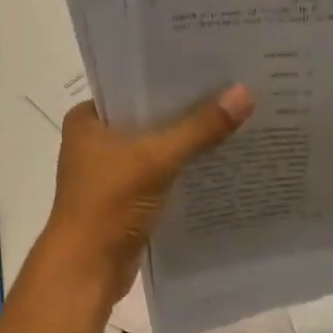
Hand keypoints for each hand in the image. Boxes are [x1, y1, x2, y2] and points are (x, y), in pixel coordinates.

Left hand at [39, 85, 254, 308]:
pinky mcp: (126, 199)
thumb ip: (199, 128)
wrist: (86, 269)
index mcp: (87, 120)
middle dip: (186, 108)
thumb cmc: (108, 204)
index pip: (132, 84)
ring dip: (187, 141)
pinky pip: (160, 175)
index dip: (170, 74)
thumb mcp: (156, 159)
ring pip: (156, 148)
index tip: (212, 62)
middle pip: (148, 117)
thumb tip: (245, 93)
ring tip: (235, 118)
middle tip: (234, 87)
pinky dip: (183, 170)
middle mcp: (95, 141)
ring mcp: (110, 172)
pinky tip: (219, 160)